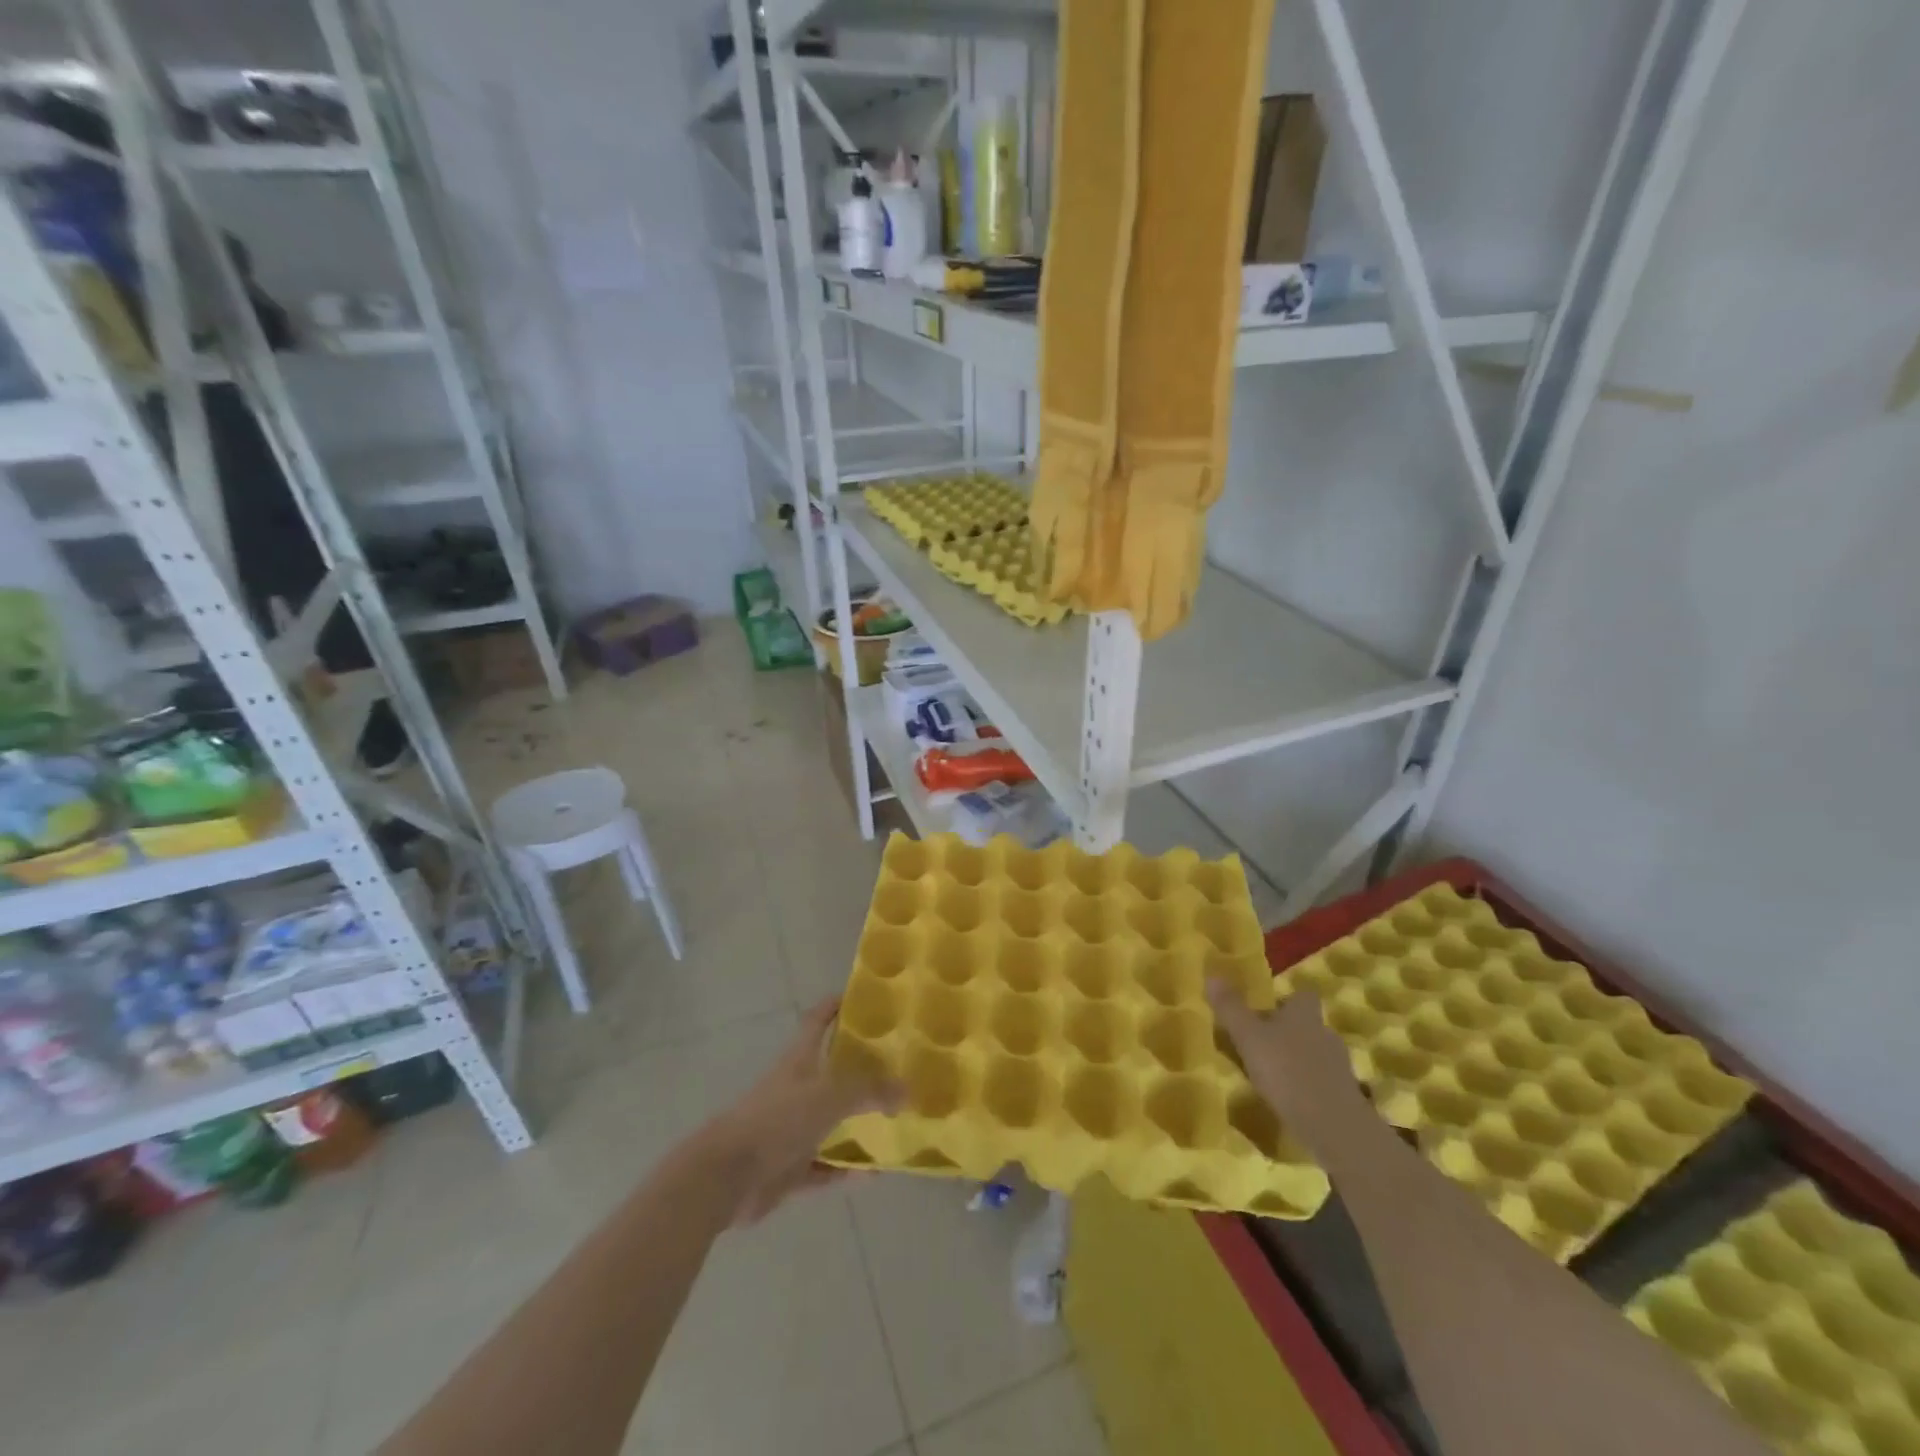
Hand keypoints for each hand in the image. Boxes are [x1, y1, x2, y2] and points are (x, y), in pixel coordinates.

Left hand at [708, 998, 902, 1225]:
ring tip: (893, 1121)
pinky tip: (874, 1172)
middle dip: (858, 1068)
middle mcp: (794, 1090)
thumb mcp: (829, 1095)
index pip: (816, 1021)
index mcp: (798, 1061)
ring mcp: (789, 1130)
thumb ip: (869, 1091)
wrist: (726, 1176)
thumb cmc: (777, 1119)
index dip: (834, 1006)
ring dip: (856, 1123)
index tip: (861, 998)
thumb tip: (907, 1092)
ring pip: (829, 1121)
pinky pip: (824, 1167)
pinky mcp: (787, 1168)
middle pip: (829, 1072)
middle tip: (896, 1065)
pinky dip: (846, 1169)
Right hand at [1206, 979, 1371, 1157]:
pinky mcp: (1345, 1096)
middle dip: (1287, 1031)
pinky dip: (1306, 1085)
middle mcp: (1325, 1033)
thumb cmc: (1287, 1072)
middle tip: (1259, 1042)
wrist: (1334, 1127)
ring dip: (1296, 1060)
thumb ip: (1230, 1008)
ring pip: (1314, 1053)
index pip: (1301, 995)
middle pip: (1307, 1024)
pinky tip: (1289, 1099)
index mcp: (1304, 1014)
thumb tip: (1212, 976)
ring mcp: (1339, 1066)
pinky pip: (1321, 1081)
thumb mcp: (1248, 1037)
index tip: (1266, 1008)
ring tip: (1271, 1074)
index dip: (1286, 999)